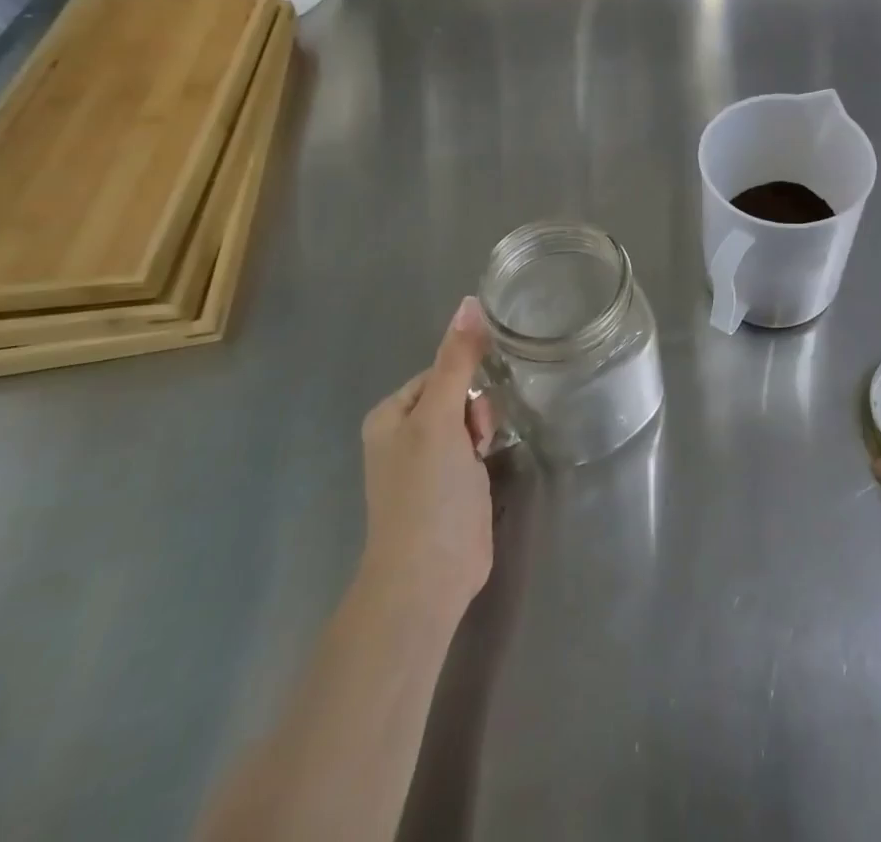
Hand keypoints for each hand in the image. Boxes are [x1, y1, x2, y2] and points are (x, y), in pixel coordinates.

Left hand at [359, 297, 496, 619]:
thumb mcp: (440, 419)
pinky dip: (486, 449)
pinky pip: (475, 446)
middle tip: (477, 440)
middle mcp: (406, 433)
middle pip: (459, 392)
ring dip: (483, 430)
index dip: (465, 383)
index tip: (471, 412)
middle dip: (476, 409)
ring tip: (482, 458)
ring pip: (471, 418)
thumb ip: (457, 360)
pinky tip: (489, 466)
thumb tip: (470, 302)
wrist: (428, 579)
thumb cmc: (427, 493)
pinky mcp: (452, 484)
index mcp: (391, 414)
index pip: (441, 370)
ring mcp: (429, 462)